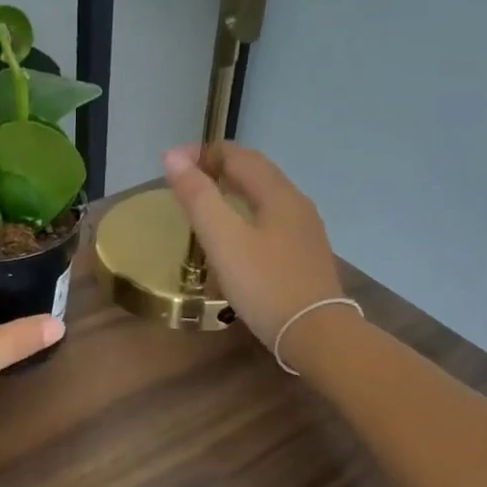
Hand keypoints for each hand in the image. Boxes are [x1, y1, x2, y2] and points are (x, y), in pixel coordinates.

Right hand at [162, 145, 351, 363]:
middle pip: (255, 173)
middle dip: (218, 168)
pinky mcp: (303, 257)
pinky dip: (244, 215)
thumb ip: (199, 198)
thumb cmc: (266, 285)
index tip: (170, 163)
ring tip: (203, 205)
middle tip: (183, 180)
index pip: (239, 155)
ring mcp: (304, 232)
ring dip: (232, 192)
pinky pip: (270, 221)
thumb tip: (173, 158)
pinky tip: (233, 238)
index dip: (203, 152)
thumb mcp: (224, 240)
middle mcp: (296, 205)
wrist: (316, 334)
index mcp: (278, 194)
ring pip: (264, 198)